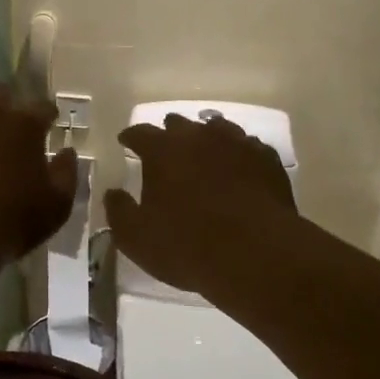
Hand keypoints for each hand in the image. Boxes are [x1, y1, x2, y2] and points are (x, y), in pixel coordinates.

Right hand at [103, 113, 299, 296]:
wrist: (256, 254)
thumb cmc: (187, 245)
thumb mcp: (136, 238)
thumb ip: (119, 212)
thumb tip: (113, 193)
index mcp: (162, 150)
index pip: (140, 132)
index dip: (131, 136)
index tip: (126, 141)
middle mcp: (199, 136)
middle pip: (179, 124)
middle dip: (169, 133)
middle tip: (165, 148)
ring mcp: (236, 143)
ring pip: (216, 129)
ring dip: (205, 138)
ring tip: (203, 151)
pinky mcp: (266, 159)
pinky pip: (247, 146)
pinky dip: (237, 153)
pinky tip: (238, 166)